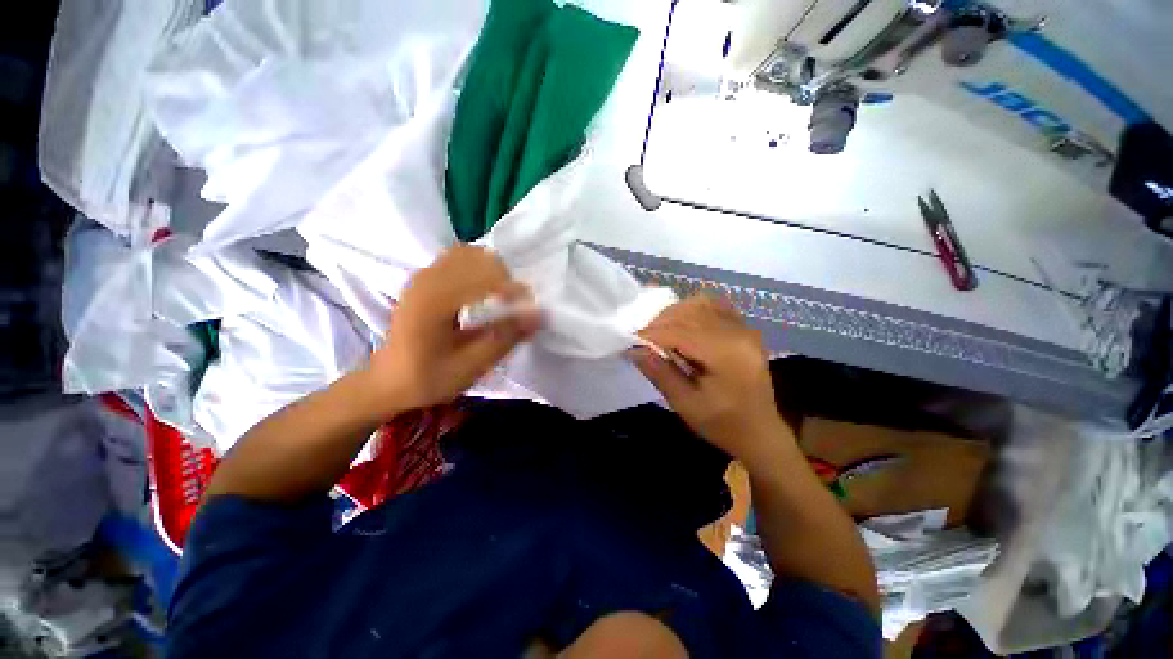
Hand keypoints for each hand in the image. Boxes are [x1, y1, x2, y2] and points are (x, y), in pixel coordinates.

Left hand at [367, 246, 540, 414]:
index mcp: (433, 302)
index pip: (482, 278)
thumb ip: (504, 338)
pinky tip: (484, 290)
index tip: (529, 310)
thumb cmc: (427, 378)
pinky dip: (479, 268)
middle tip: (516, 305)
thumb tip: (537, 315)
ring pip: (469, 254)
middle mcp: (427, 280)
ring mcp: (424, 275)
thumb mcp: (470, 367)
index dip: (513, 290)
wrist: (389, 380)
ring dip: (493, 270)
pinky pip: (459, 258)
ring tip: (502, 296)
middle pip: (478, 259)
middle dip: (505, 279)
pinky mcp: (426, 277)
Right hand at [632, 296, 786, 466]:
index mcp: (726, 354)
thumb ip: (660, 373)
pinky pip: (714, 306)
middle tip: (643, 339)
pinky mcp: (744, 328)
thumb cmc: (722, 423)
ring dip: (674, 313)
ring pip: (701, 303)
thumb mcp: (685, 404)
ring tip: (659, 330)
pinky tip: (681, 324)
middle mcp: (738, 333)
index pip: (681, 331)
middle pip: (690, 312)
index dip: (652, 334)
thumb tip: (634, 349)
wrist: (760, 431)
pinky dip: (692, 310)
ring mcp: (744, 327)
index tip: (631, 341)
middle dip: (660, 322)